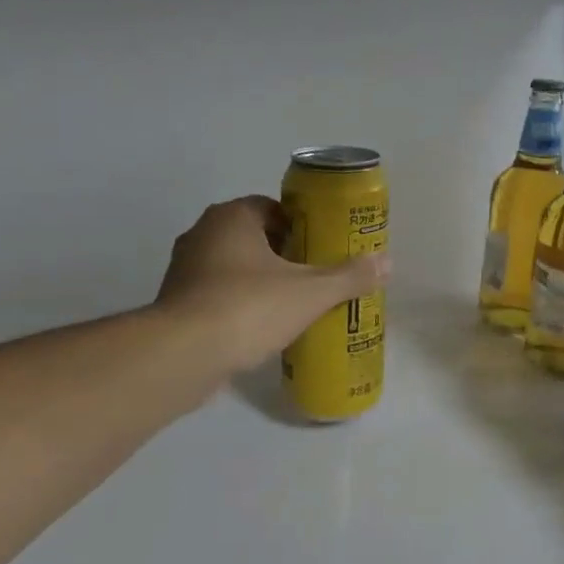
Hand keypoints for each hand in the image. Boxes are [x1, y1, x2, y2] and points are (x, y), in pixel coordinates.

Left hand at [154, 196, 389, 379]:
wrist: (182, 355)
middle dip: (283, 254)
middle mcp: (202, 234)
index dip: (300, 226)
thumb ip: (349, 276)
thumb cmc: (248, 307)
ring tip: (292, 304)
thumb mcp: (310, 292)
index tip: (320, 248)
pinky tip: (261, 327)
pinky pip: (216, 294)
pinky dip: (238, 304)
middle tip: (313, 276)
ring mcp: (184, 269)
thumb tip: (388, 262)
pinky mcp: (175, 303)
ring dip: (259, 280)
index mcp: (232, 217)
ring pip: (233, 266)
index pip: (272, 208)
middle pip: (253, 236)